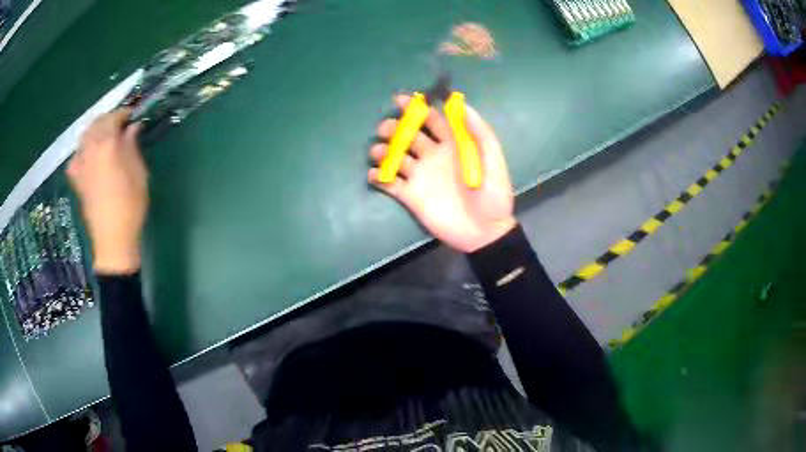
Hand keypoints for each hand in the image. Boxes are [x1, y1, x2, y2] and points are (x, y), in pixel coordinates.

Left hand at [67, 109, 147, 273]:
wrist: (112, 240)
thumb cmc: (130, 207)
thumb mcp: (139, 174)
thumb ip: (132, 147)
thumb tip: (132, 127)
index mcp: (107, 146)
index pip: (114, 118)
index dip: (124, 113)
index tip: (133, 114)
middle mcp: (90, 150)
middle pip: (96, 123)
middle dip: (108, 119)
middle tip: (120, 123)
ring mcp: (81, 165)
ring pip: (84, 137)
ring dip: (94, 130)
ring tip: (104, 135)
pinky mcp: (77, 180)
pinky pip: (76, 157)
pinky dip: (82, 151)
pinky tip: (89, 156)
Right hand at [369, 95, 516, 252]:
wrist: (485, 231)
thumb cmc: (492, 193)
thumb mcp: (492, 158)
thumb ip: (478, 130)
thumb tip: (459, 103)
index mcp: (451, 144)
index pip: (430, 119)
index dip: (416, 108)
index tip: (401, 101)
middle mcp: (432, 156)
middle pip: (408, 135)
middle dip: (395, 128)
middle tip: (386, 129)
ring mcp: (420, 176)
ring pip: (395, 157)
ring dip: (383, 150)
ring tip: (379, 152)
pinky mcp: (410, 196)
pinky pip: (389, 183)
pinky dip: (378, 176)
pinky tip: (376, 174)